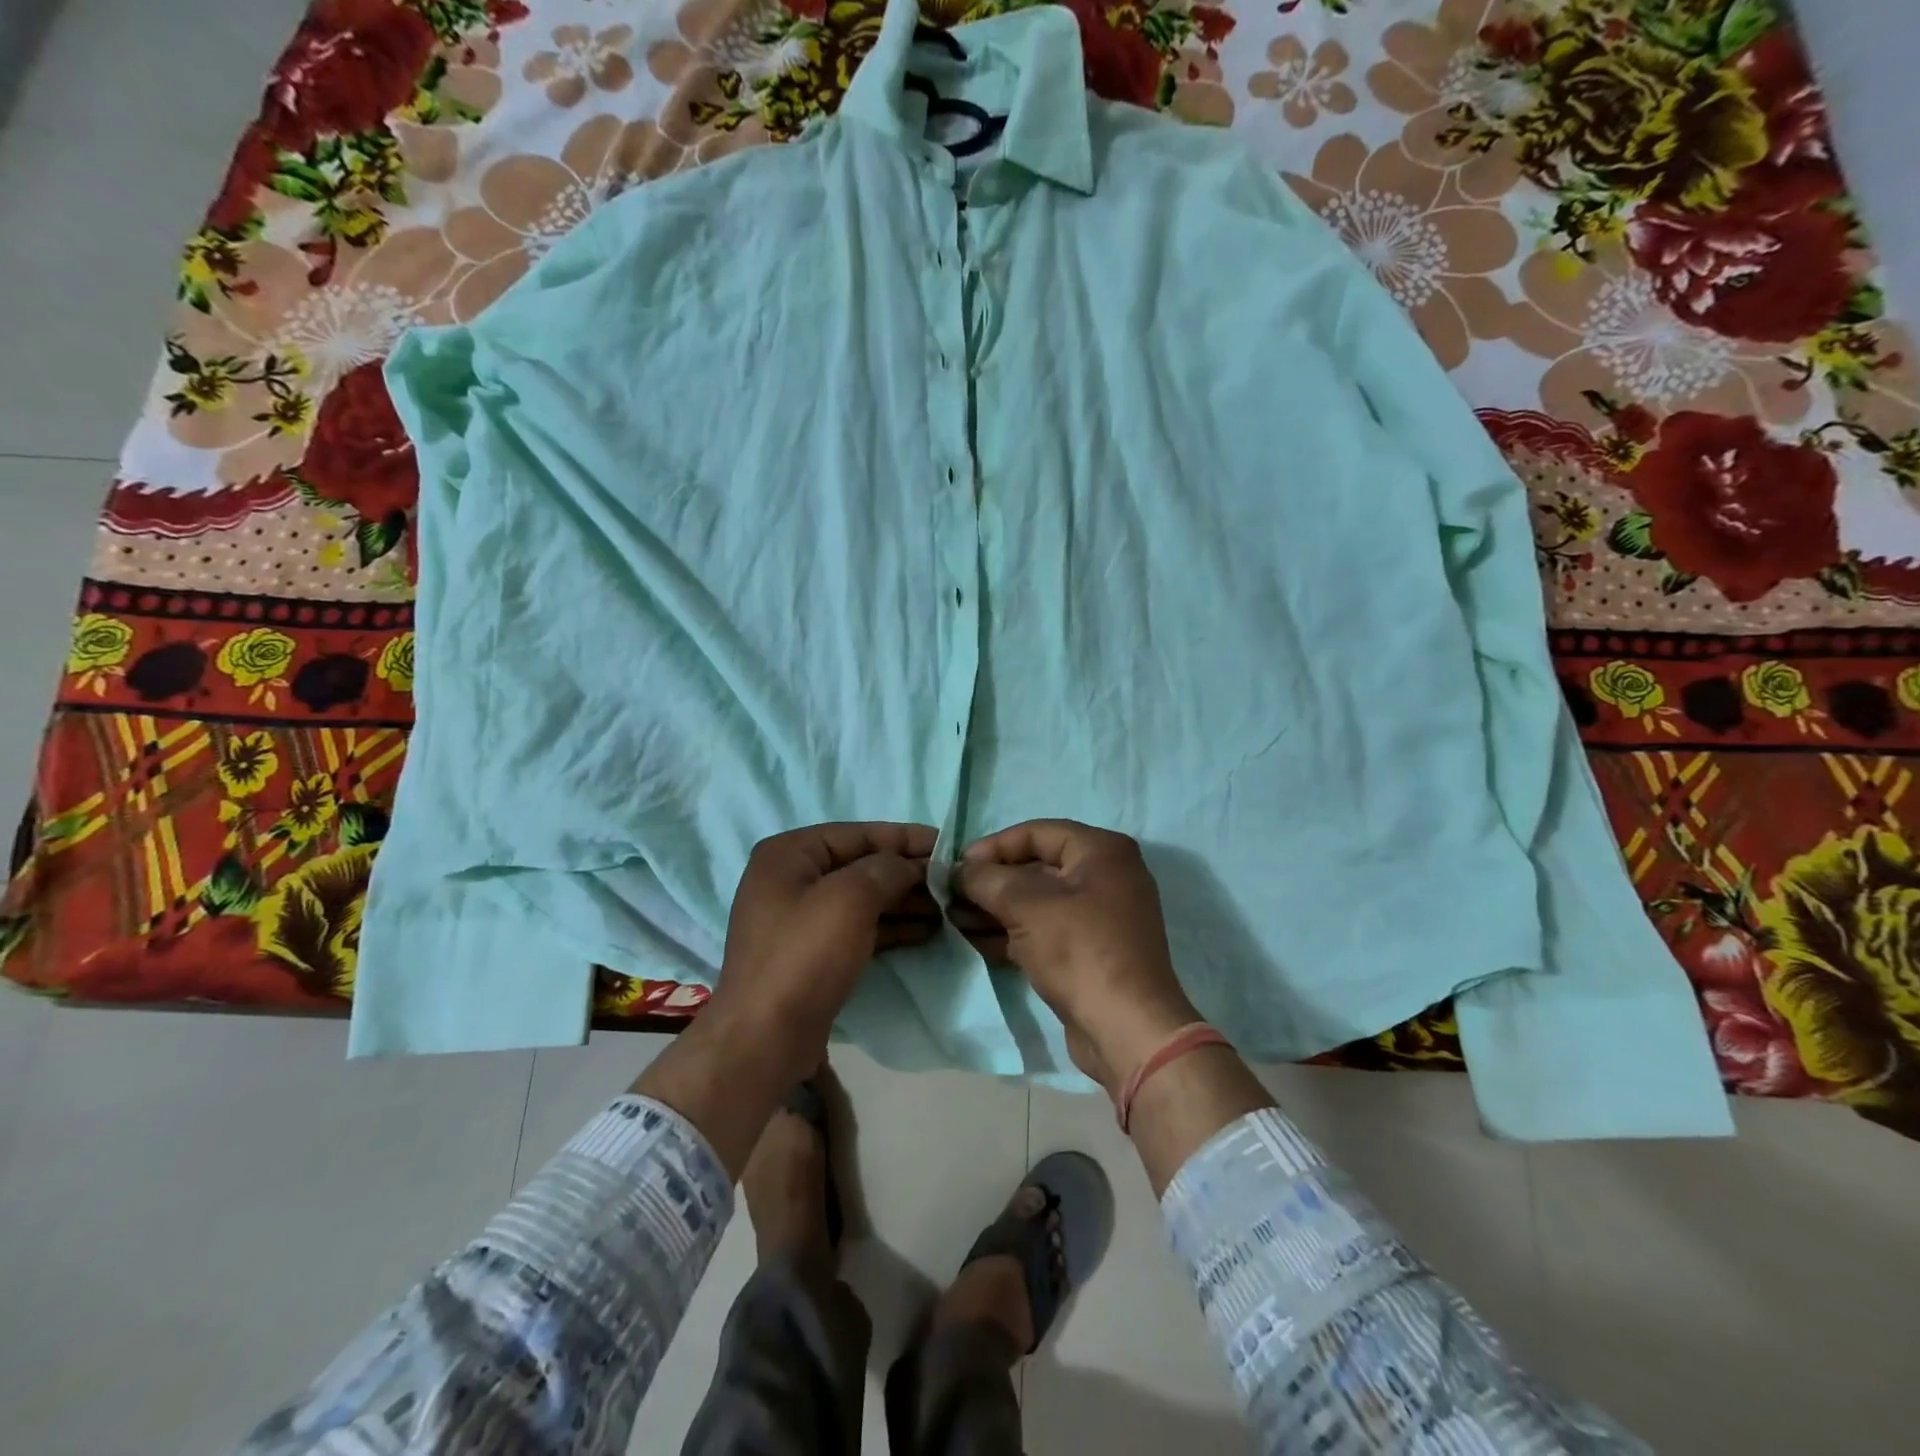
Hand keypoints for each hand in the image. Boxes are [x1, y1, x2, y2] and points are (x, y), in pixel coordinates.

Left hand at [705, 821, 939, 1089]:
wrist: (766, 1040)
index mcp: (788, 854)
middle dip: (907, 873)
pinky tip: (926, 930)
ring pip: (862, 898)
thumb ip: (886, 869)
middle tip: (952, 882)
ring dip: (904, 900)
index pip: (857, 833)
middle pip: (860, 865)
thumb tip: (910, 865)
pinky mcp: (812, 953)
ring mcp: (799, 918)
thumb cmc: (805, 956)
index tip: (947, 844)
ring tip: (948, 907)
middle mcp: (790, 878)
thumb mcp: (850, 899)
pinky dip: (890, 926)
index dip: (904, 838)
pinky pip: (858, 927)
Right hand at [953, 820, 1200, 1094]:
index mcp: (1102, 851)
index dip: (993, 846)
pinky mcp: (1092, 951)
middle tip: (952, 896)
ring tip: (956, 919)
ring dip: (997, 909)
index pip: (1037, 832)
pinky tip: (978, 941)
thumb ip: (987, 879)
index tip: (957, 866)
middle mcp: (1107, 875)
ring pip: (1038, 902)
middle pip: (1037, 867)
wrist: (1126, 1028)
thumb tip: (960, 870)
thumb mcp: (1026, 905)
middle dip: (992, 881)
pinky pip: (1047, 930)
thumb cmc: (1078, 950)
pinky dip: (1014, 932)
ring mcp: (1101, 916)